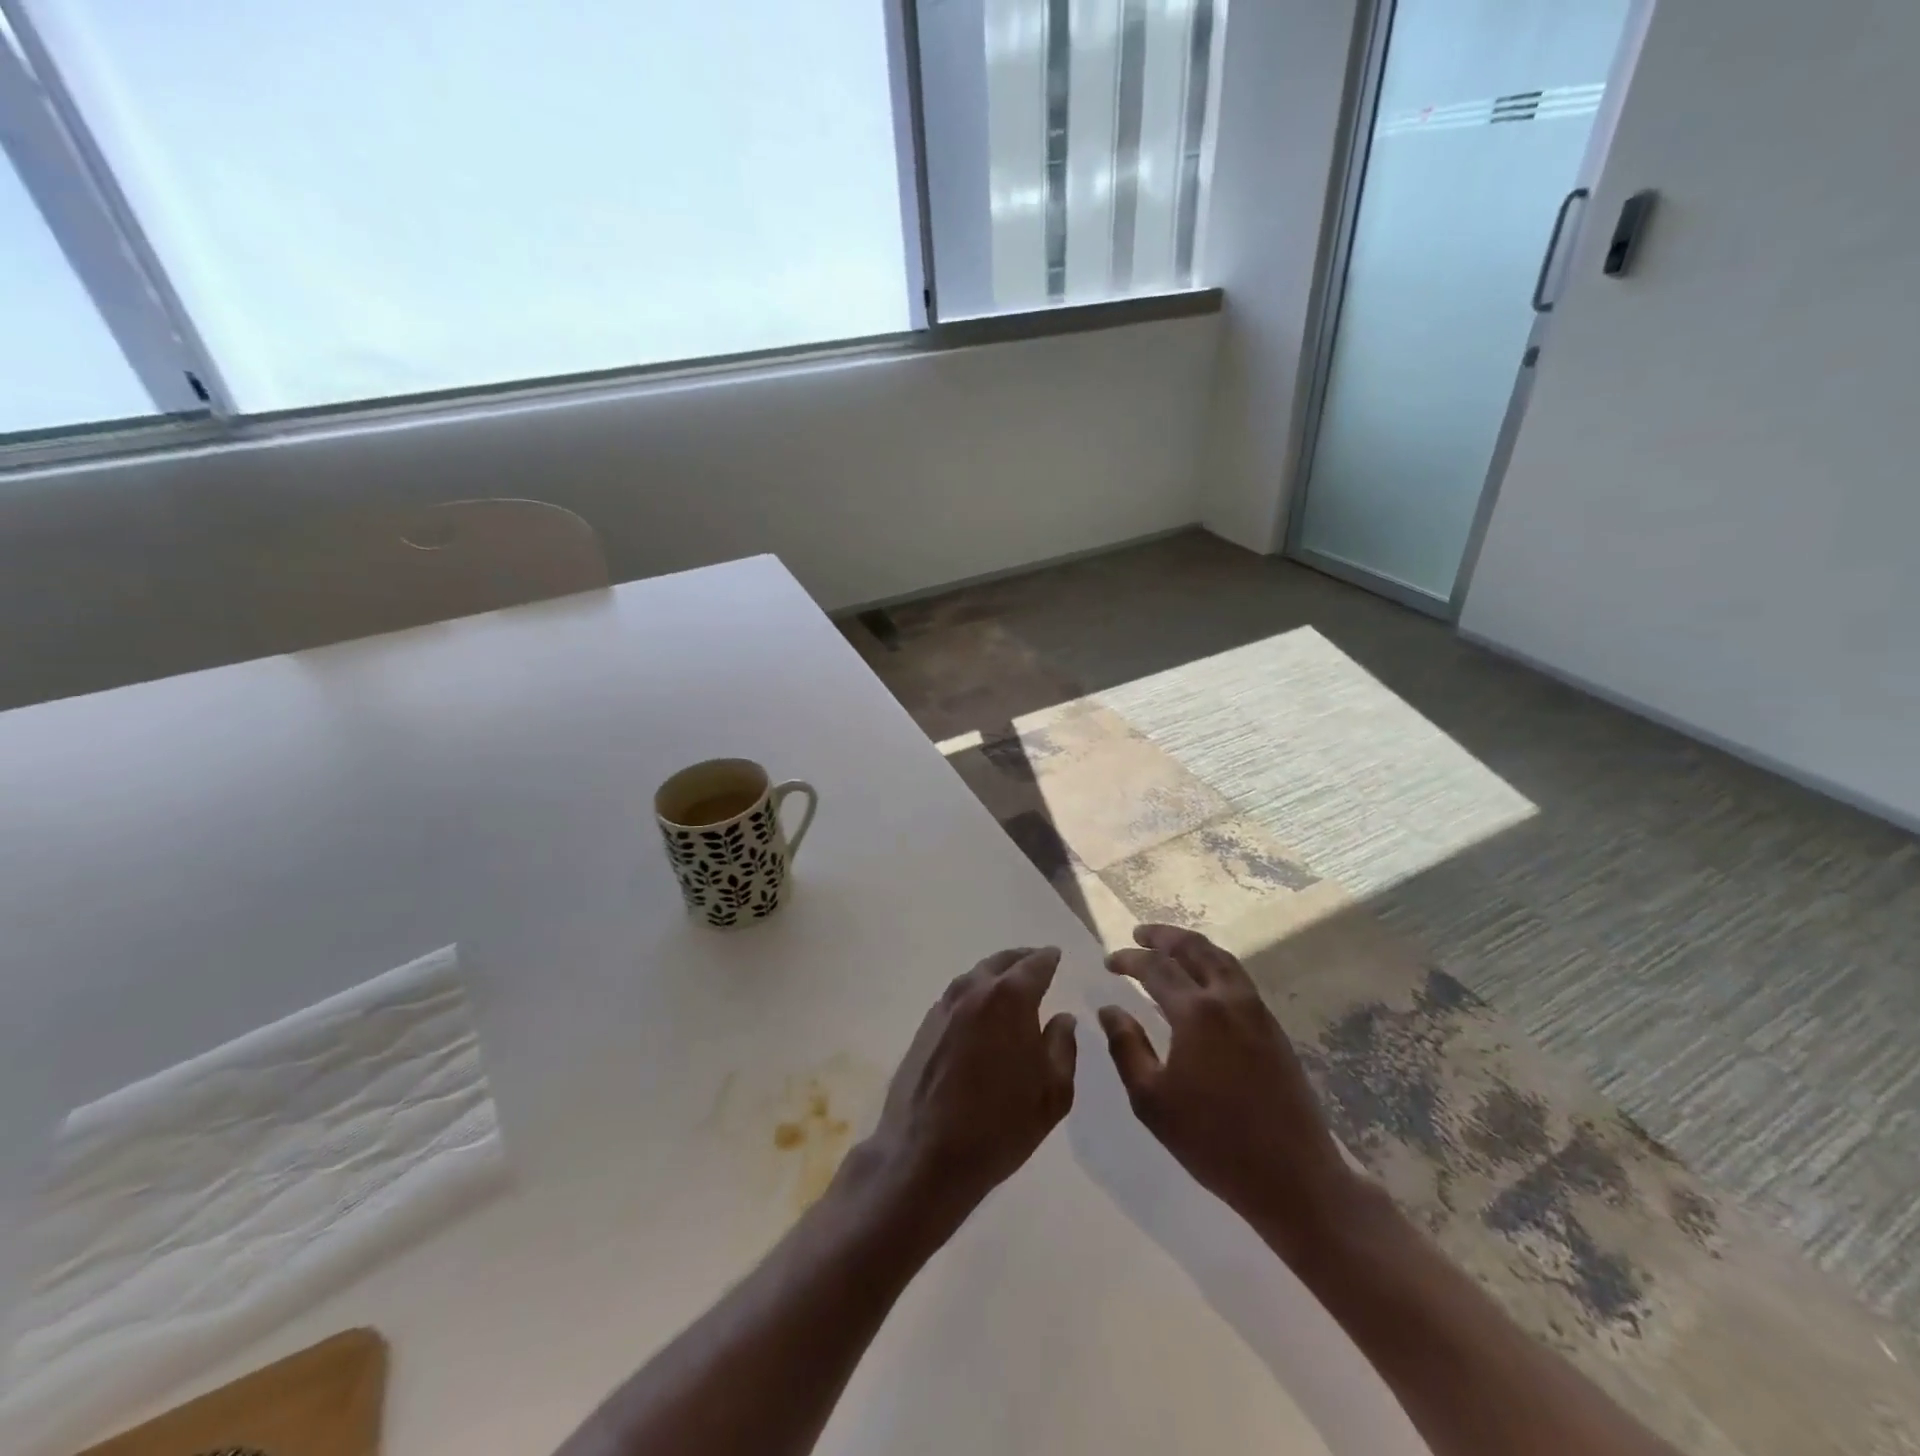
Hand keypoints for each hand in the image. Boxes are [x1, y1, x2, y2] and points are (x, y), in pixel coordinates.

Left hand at [860, 947, 1077, 1225]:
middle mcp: (974, 991)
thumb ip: (1062, 1047)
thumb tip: (1062, 1018)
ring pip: (974, 977)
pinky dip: (974, 995)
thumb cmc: (1000, 1124)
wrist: (925, 1155)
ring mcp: (943, 1007)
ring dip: (994, 975)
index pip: (1034, 965)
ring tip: (1009, 986)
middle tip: (1035, 961)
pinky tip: (980, 1014)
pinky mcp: (924, 1028)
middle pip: (1000, 962)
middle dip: (1020, 959)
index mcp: (1009, 998)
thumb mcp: (1052, 1092)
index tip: (1056, 955)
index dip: (1048, 958)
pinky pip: (956, 997)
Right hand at [1099, 925, 1353, 1246]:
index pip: (1156, 968)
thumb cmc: (1212, 1141)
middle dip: (1164, 936)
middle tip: (1139, 933)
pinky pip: (1238, 979)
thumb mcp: (1152, 1100)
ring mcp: (1257, 1012)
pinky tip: (1203, 982)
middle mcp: (1229, 1000)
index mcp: (1197, 1013)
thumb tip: (1110, 1010)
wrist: (1292, 1176)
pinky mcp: (1274, 1029)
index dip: (1129, 959)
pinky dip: (1214, 965)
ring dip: (1192, 946)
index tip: (1109, 962)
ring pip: (1222, 960)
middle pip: (1195, 949)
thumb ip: (1126, 1047)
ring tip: (1170, 947)